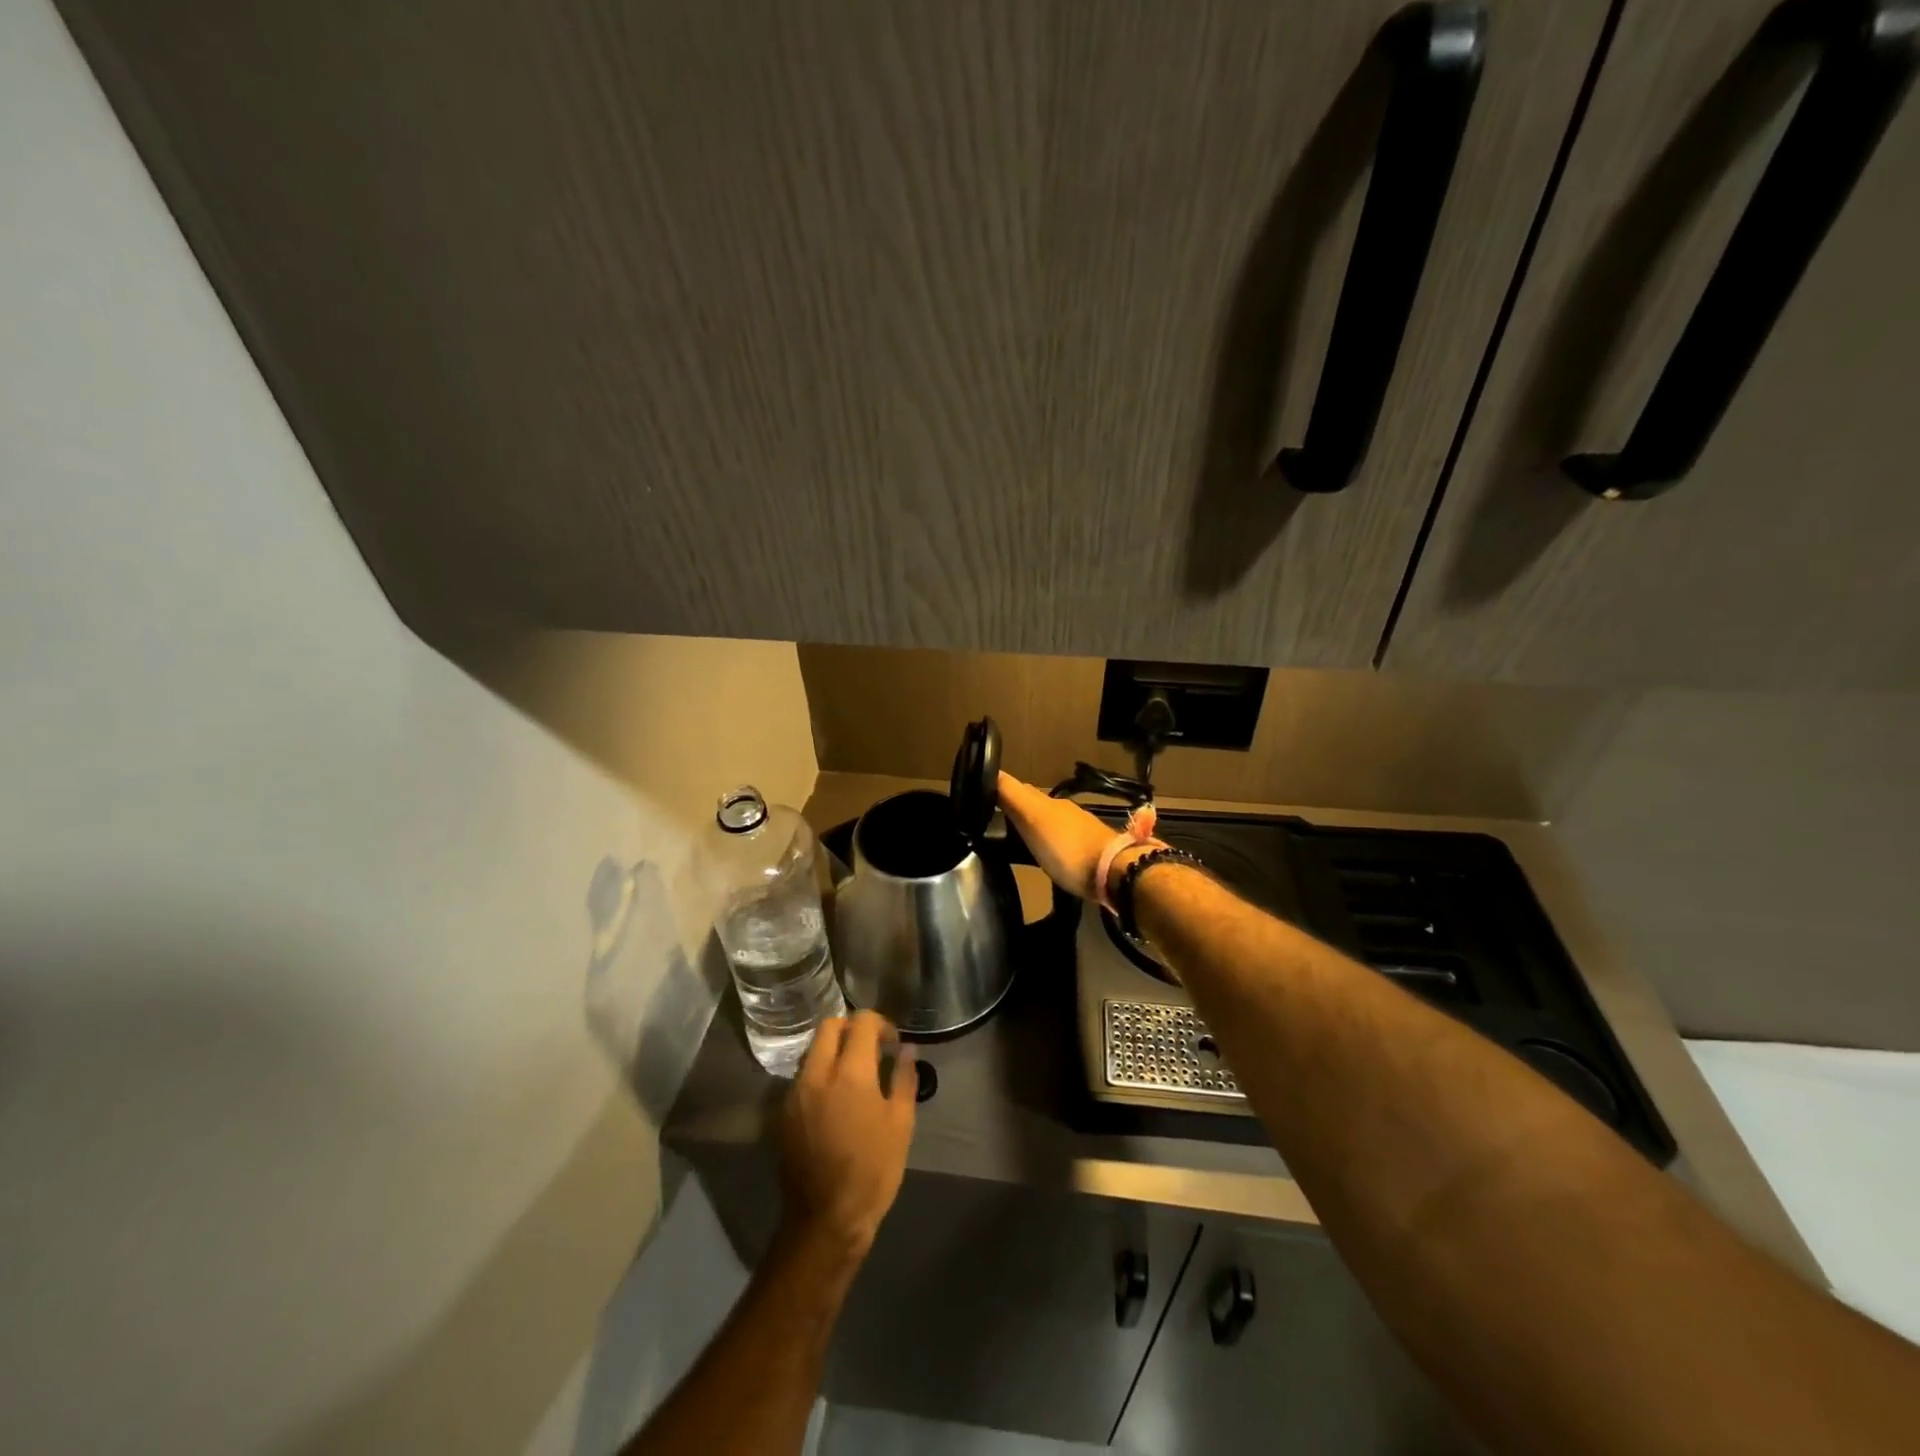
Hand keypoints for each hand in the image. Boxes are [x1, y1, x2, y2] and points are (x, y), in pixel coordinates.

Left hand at [779, 1012, 916, 1257]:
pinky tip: (835, 1100)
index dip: (881, 1023)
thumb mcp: (900, 1124)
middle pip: (830, 1026)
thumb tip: (906, 1049)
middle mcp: (817, 1074)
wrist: (826, 1219)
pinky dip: (820, 1074)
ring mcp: (795, 1093)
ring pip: (813, 1050)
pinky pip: (803, 1076)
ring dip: (834, 1050)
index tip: (892, 1042)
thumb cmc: (873, 1170)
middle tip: (871, 1049)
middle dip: (852, 1028)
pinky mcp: (784, 1113)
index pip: (862, 1023)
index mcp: (850, 1073)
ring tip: (854, 1075)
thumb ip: (903, 1078)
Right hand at [997, 772, 1154, 902]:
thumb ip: (1012, 796)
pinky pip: (1059, 843)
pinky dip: (1045, 844)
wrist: (1115, 873)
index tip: (980, 798)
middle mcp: (1064, 812)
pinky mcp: (1088, 853)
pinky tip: (1040, 856)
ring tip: (1012, 842)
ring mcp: (1079, 832)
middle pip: (1033, 806)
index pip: (1018, 789)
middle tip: (991, 821)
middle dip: (1014, 809)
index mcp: (1049, 803)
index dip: (999, 790)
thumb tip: (990, 772)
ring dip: (1030, 828)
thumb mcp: (1034, 818)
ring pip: (1047, 824)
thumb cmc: (1067, 847)